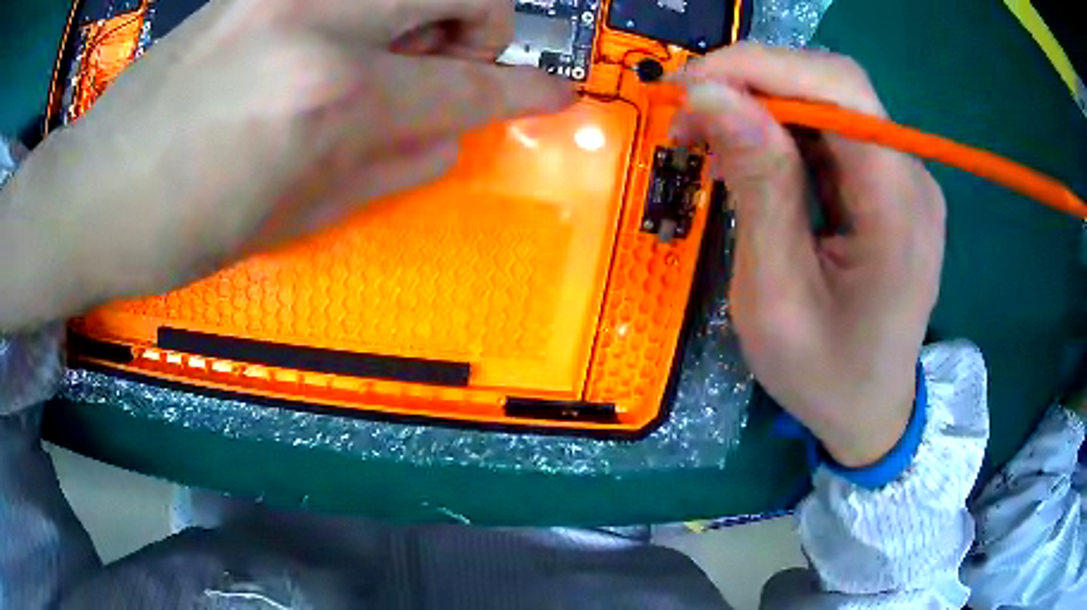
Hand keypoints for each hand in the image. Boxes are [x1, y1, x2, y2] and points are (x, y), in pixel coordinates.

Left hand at [0, 0, 571, 330]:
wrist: (91, 192)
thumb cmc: (179, 229)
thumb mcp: (292, 221)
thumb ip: (390, 168)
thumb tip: (450, 134)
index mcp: (328, 97)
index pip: (466, 83)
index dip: (525, 90)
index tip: (561, 91)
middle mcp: (318, 20)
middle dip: (485, 22)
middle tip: (449, 64)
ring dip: (430, 8)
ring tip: (386, 55)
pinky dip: (372, 8)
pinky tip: (331, 43)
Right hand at [673, 44, 945, 466]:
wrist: (873, 414)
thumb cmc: (825, 376)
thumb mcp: (776, 296)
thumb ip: (757, 187)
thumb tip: (711, 95)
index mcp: (897, 206)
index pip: (839, 89)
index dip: (762, 67)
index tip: (690, 86)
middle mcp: (911, 176)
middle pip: (835, 85)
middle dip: (756, 81)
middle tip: (691, 112)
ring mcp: (904, 179)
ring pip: (830, 103)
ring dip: (763, 105)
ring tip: (708, 138)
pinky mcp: (889, 187)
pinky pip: (833, 134)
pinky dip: (782, 131)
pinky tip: (749, 158)